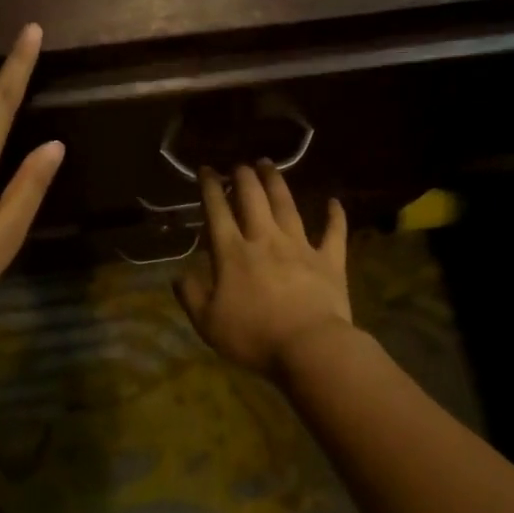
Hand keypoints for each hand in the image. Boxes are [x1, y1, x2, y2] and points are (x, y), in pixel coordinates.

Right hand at [175, 162, 352, 374]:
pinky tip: (334, 201)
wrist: (310, 347)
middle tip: (239, 165)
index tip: (206, 170)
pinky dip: (335, 216)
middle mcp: (265, 239)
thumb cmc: (254, 337)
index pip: (217, 211)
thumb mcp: (207, 323)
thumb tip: (178, 275)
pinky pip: (334, 233)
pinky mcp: (329, 260)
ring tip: (268, 165)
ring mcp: (300, 247)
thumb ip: (190, 296)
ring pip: (287, 206)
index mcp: (232, 253)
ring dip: (276, 183)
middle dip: (243, 177)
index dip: (210, 188)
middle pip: (252, 199)